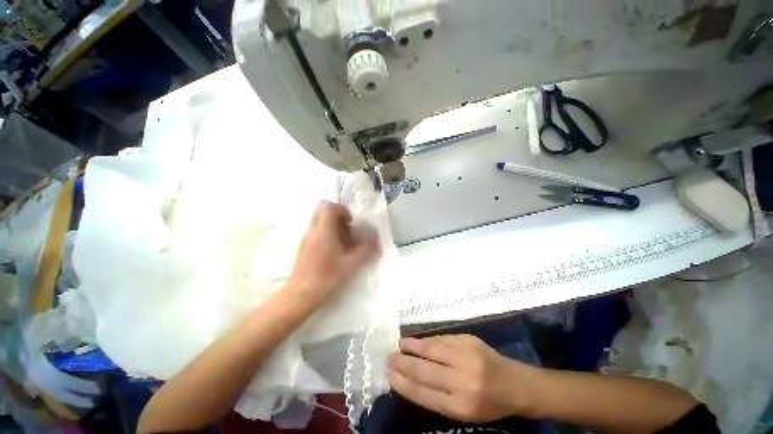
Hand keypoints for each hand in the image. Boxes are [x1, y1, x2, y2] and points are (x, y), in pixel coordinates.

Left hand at [289, 201, 379, 305]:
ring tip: (343, 241)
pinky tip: (335, 249)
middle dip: (338, 216)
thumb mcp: (351, 264)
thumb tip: (376, 240)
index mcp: (324, 231)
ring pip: (319, 220)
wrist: (302, 293)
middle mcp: (313, 230)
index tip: (350, 222)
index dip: (342, 209)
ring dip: (333, 225)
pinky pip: (317, 230)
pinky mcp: (304, 245)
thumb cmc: (327, 277)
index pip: (328, 206)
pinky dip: (327, 233)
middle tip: (348, 229)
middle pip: (323, 210)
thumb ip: (365, 250)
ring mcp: (307, 237)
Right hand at [388, 335, 537, 422]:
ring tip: (399, 344)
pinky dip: (427, 340)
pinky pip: (442, 339)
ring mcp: (466, 356)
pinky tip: (419, 341)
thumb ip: (437, 396)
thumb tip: (410, 378)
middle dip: (402, 363)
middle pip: (423, 370)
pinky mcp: (469, 339)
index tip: (388, 375)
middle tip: (388, 358)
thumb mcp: (463, 411)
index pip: (423, 393)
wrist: (516, 383)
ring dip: (412, 346)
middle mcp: (462, 380)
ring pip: (431, 349)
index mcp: (460, 405)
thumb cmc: (488, 403)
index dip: (402, 383)